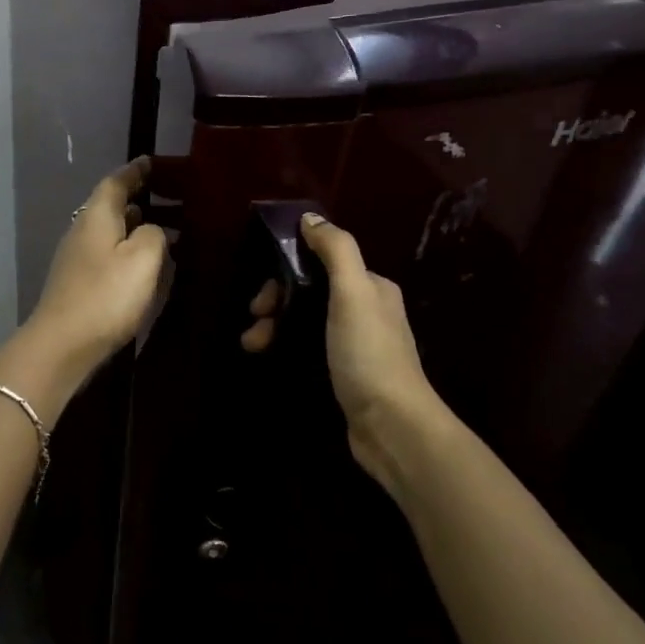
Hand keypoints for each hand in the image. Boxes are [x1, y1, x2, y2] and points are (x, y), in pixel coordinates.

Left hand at [23, 158, 168, 380]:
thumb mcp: (143, 259)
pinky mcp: (77, 283)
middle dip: (137, 199)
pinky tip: (141, 265)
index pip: (116, 182)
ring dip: (132, 227)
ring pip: (108, 232)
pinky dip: (125, 251)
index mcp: (97, 216)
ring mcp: (76, 258)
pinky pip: (106, 255)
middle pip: (110, 206)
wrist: (62, 345)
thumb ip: (154, 235)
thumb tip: (151, 229)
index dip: (135, 172)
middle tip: (168, 197)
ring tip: (161, 230)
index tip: (151, 163)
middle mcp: (82, 230)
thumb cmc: (106, 296)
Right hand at [241, 213, 445, 490]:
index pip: (322, 264)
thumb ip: (335, 250)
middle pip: (310, 292)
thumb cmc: (368, 353)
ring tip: (252, 345)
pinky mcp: (345, 374)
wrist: (392, 425)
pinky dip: (286, 348)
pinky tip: (269, 357)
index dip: (288, 271)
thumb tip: (310, 217)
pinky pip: (308, 349)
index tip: (263, 292)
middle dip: (277, 301)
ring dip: (275, 327)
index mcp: (371, 287)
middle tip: (255, 318)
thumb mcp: (353, 292)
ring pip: (305, 322)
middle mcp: (365, 311)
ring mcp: (355, 345)